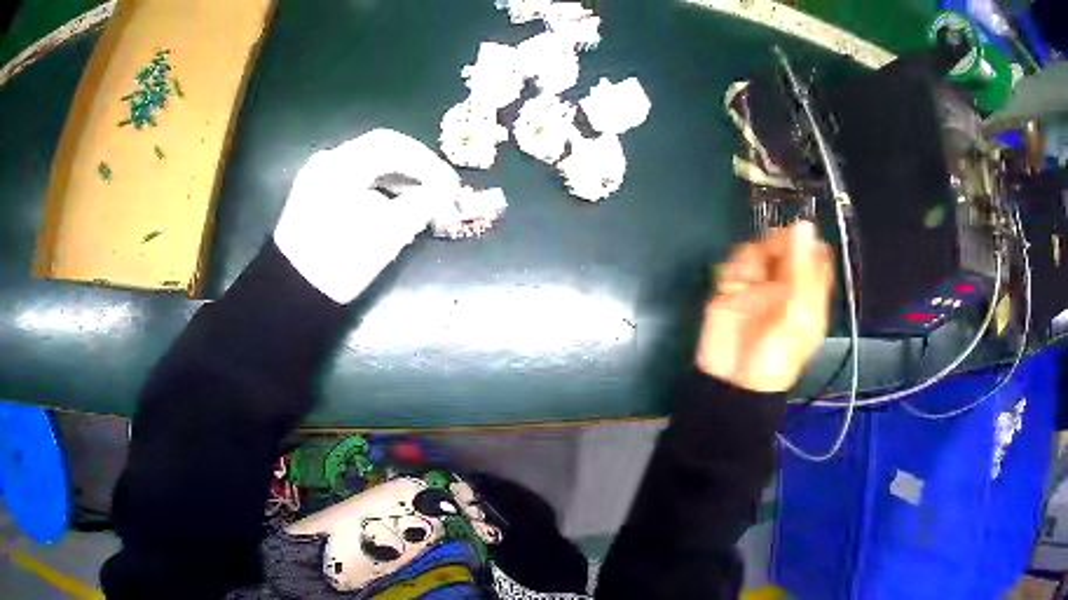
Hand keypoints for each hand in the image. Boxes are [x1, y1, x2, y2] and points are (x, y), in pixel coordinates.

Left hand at [274, 129, 460, 303]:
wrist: (293, 292)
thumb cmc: (342, 259)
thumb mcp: (389, 232)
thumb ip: (423, 203)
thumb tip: (446, 189)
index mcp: (342, 164)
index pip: (393, 145)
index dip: (426, 160)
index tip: (449, 181)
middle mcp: (327, 161)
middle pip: (379, 150)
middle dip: (413, 168)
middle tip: (438, 187)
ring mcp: (316, 177)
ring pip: (366, 164)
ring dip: (396, 178)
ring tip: (419, 199)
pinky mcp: (312, 195)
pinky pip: (352, 179)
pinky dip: (376, 187)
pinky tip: (389, 206)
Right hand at [696, 222, 833, 392]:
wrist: (733, 383)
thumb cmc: (775, 355)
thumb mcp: (798, 314)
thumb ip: (801, 269)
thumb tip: (803, 224)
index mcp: (808, 293)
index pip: (815, 255)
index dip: (808, 241)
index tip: (799, 234)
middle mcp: (784, 285)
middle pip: (784, 246)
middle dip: (776, 244)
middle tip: (770, 258)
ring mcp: (757, 286)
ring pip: (757, 249)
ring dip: (752, 257)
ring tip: (748, 280)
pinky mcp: (732, 289)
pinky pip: (733, 263)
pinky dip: (733, 267)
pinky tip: (732, 283)